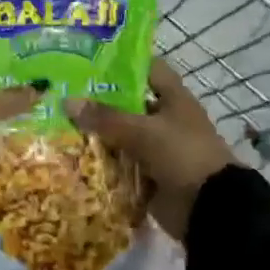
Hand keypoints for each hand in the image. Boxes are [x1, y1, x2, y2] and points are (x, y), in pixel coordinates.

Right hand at [68, 59, 232, 242]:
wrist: (210, 208)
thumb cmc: (182, 155)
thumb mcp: (143, 132)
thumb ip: (106, 117)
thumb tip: (67, 101)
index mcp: (173, 99)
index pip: (148, 68)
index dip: (122, 62)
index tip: (89, 61)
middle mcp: (166, 119)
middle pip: (128, 104)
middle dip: (99, 102)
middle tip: (63, 95)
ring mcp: (158, 149)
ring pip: (122, 135)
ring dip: (98, 135)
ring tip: (59, 126)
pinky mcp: (150, 175)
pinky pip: (122, 164)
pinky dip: (104, 163)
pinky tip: (74, 158)